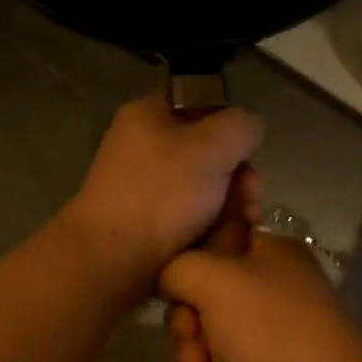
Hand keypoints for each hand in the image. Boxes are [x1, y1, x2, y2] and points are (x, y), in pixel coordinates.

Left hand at [58, 92, 263, 297]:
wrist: (111, 261)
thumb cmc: (161, 194)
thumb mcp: (212, 146)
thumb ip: (241, 126)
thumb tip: (248, 128)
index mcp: (148, 114)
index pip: (199, 100)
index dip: (230, 122)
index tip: (247, 150)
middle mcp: (143, 147)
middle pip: (208, 151)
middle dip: (238, 176)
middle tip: (250, 199)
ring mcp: (144, 188)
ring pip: (204, 189)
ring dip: (230, 207)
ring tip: (242, 227)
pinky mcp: (147, 224)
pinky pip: (190, 217)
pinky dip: (210, 228)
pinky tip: (224, 243)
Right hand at [160, 232, 361, 361]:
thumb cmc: (271, 330)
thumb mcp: (215, 280)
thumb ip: (177, 267)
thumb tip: (163, 276)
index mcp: (271, 253)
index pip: (214, 245)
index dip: (188, 270)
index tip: (176, 291)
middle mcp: (272, 290)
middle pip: (203, 299)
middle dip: (187, 328)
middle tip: (193, 345)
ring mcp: (270, 337)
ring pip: (207, 341)